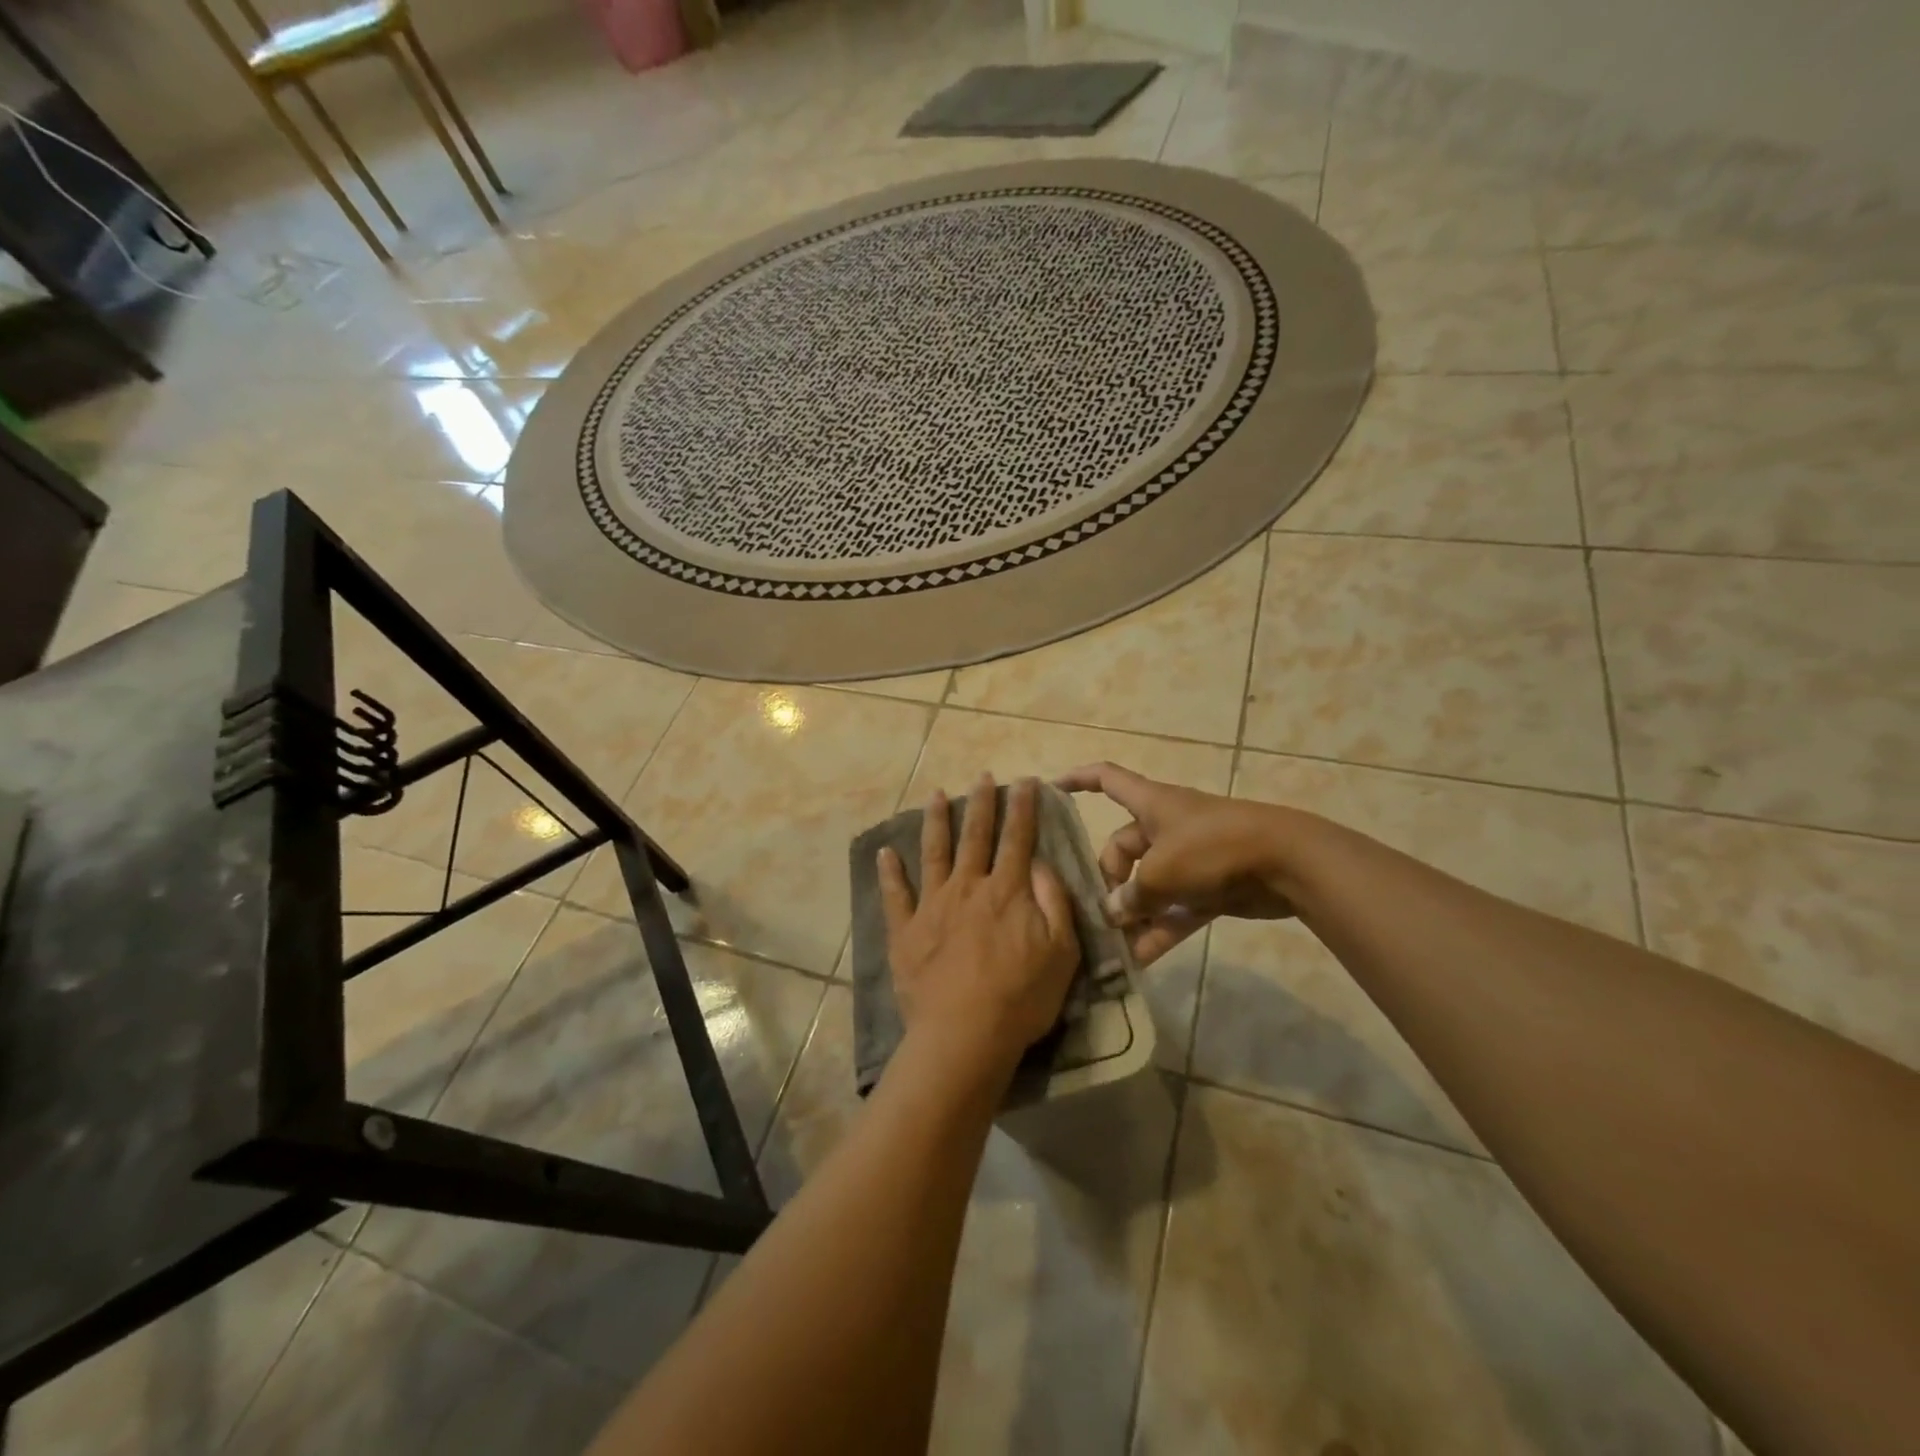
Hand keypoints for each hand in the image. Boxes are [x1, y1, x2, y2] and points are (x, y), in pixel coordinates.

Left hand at [878, 776, 1080, 1072]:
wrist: (964, 1034)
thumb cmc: (1021, 997)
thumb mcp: (1062, 952)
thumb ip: (1054, 902)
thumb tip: (1041, 864)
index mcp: (1006, 891)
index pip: (1017, 839)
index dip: (1022, 808)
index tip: (1024, 782)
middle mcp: (968, 887)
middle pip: (975, 836)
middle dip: (981, 803)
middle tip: (982, 777)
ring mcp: (932, 906)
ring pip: (934, 853)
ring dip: (936, 822)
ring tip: (936, 795)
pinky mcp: (905, 930)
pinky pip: (895, 895)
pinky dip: (889, 872)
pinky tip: (884, 852)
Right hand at [1055, 762, 1296, 964]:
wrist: (1287, 863)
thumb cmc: (1214, 848)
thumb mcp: (1162, 871)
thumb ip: (1132, 894)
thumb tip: (1113, 912)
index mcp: (1151, 804)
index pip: (1107, 779)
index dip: (1078, 779)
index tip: (1052, 788)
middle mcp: (1166, 828)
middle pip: (1122, 848)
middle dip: (1109, 881)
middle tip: (1100, 915)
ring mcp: (1189, 859)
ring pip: (1148, 886)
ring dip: (1132, 914)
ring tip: (1111, 946)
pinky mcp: (1209, 889)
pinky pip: (1174, 910)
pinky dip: (1158, 931)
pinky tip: (1139, 961)